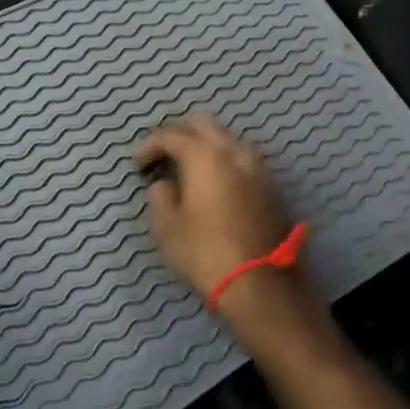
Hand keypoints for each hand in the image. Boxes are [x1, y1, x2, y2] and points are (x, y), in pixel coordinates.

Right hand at [133, 114, 291, 297]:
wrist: (260, 284)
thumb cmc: (205, 251)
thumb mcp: (167, 227)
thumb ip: (160, 196)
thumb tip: (164, 184)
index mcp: (204, 156)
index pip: (171, 135)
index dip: (149, 145)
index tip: (136, 163)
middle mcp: (233, 152)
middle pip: (204, 125)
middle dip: (180, 132)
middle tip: (163, 153)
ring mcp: (258, 168)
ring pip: (229, 139)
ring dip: (207, 144)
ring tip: (191, 166)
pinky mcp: (273, 188)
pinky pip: (244, 160)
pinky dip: (226, 162)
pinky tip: (218, 182)